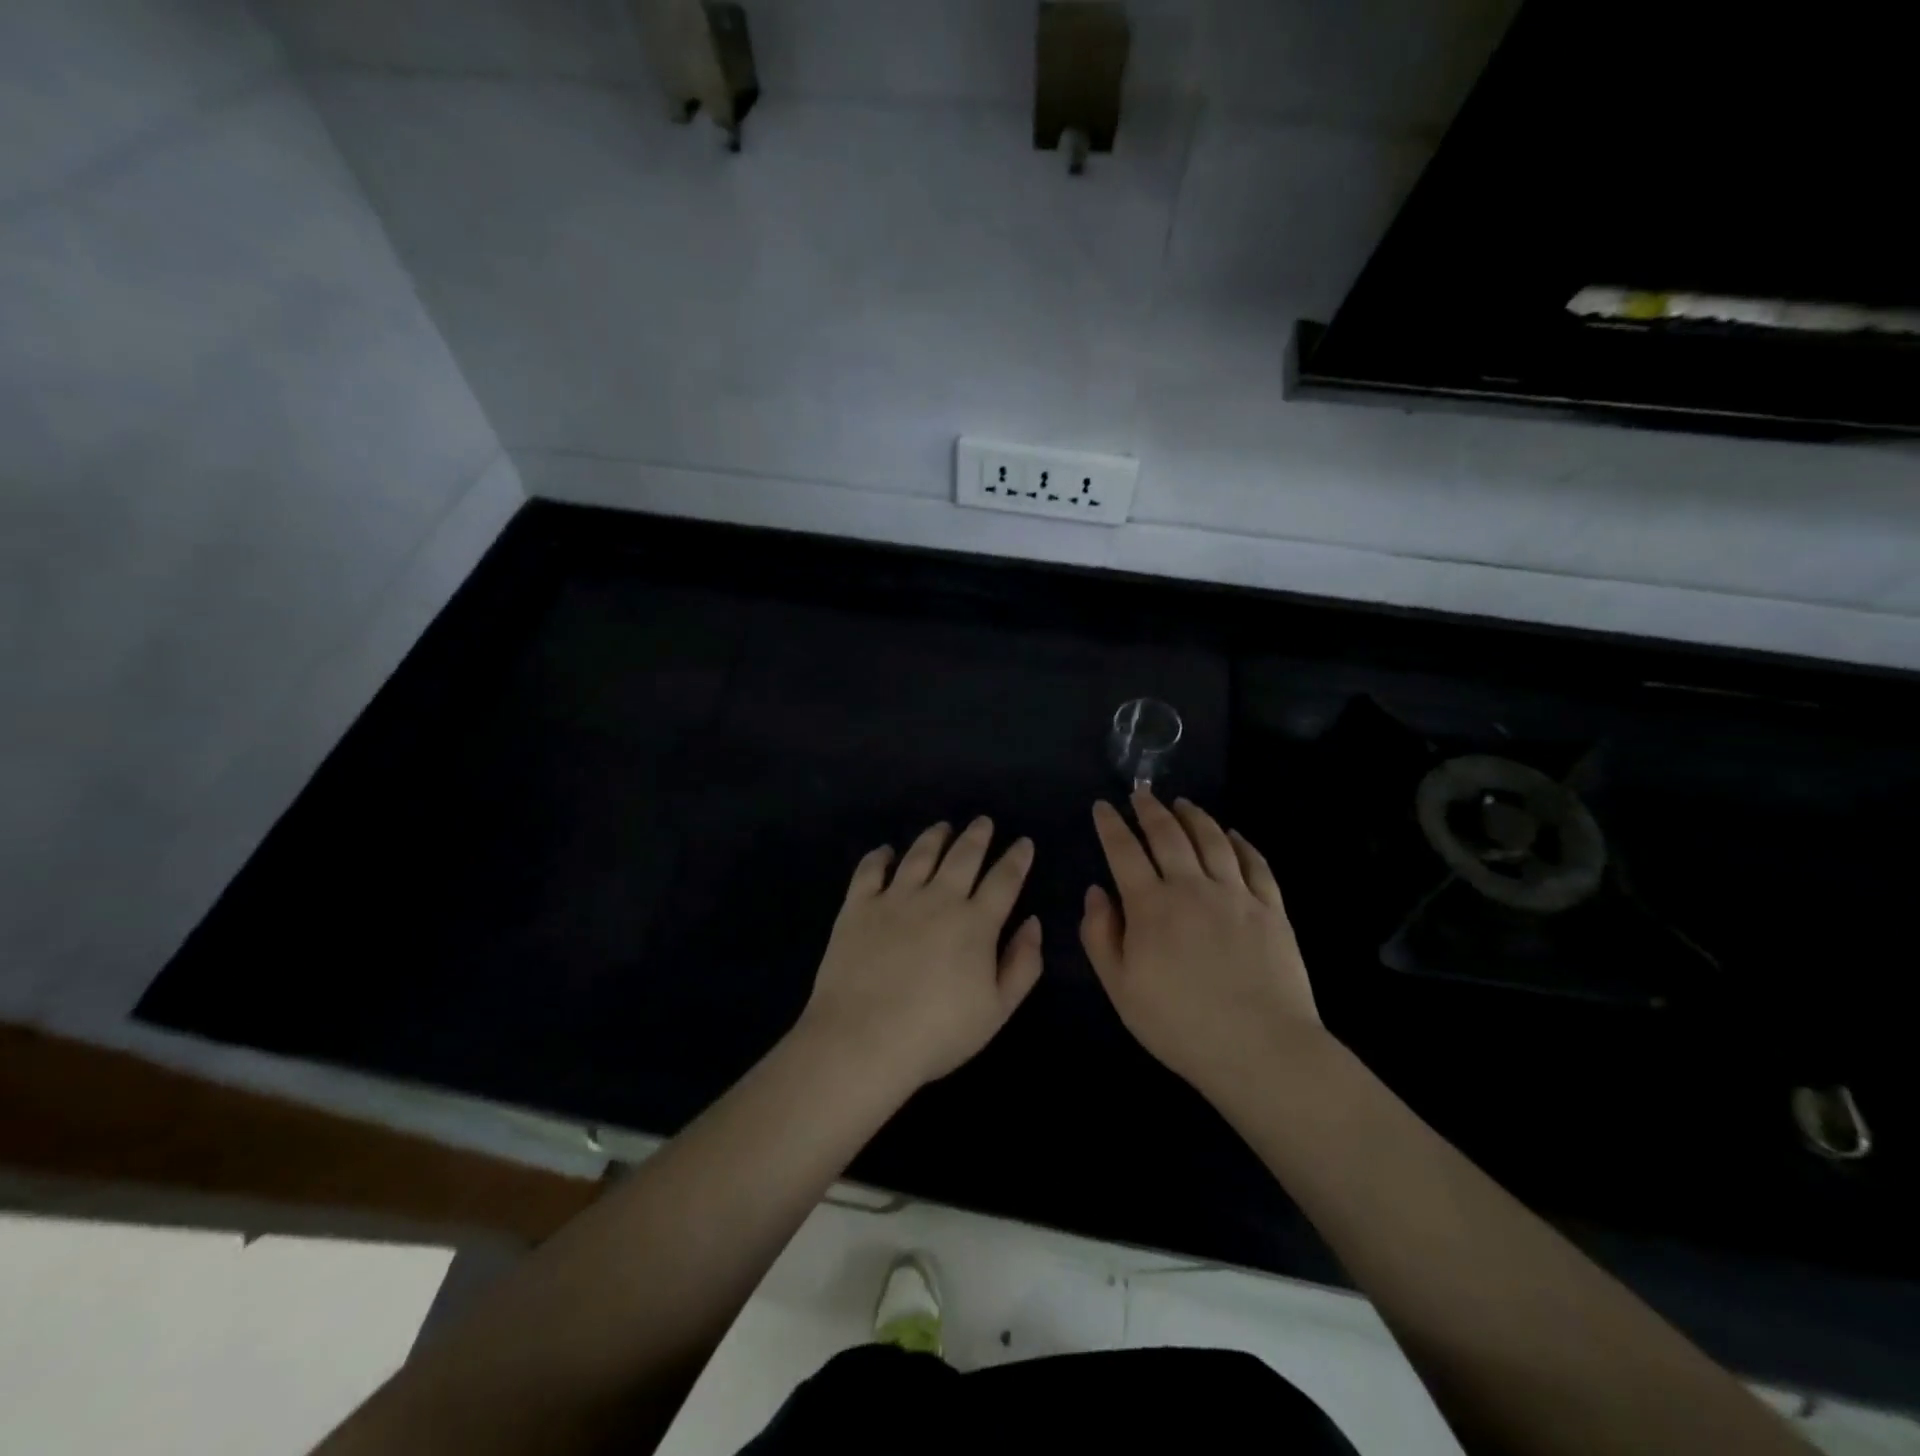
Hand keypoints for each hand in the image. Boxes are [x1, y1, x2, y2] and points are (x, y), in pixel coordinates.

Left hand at [799, 817, 1042, 1090]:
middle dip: (977, 836)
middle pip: (963, 856)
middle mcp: (938, 899)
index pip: (1004, 880)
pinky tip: (886, 852)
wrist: (863, 1039)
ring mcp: (895, 898)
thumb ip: (1022, 965)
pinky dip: (880, 856)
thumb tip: (1033, 923)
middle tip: (983, 822)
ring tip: (942, 827)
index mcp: (975, 923)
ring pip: (920, 855)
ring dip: (934, 837)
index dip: (1017, 859)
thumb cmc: (937, 1032)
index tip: (1023, 843)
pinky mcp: (858, 906)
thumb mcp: (996, 1010)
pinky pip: (870, 870)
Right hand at [1081, 792, 1321, 1099]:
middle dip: (1150, 809)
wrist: (1260, 1049)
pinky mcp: (1271, 908)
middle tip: (1140, 793)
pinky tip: (1233, 834)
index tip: (1102, 806)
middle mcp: (1192, 887)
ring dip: (1193, 816)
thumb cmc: (1179, 1024)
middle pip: (1168, 834)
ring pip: (1212, 839)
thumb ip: (1100, 936)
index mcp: (1151, 906)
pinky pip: (1255, 863)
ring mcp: (1236, 894)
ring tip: (1182, 803)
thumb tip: (1096, 892)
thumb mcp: (1120, 988)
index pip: (1124, 851)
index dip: (1110, 825)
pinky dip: (1241, 842)